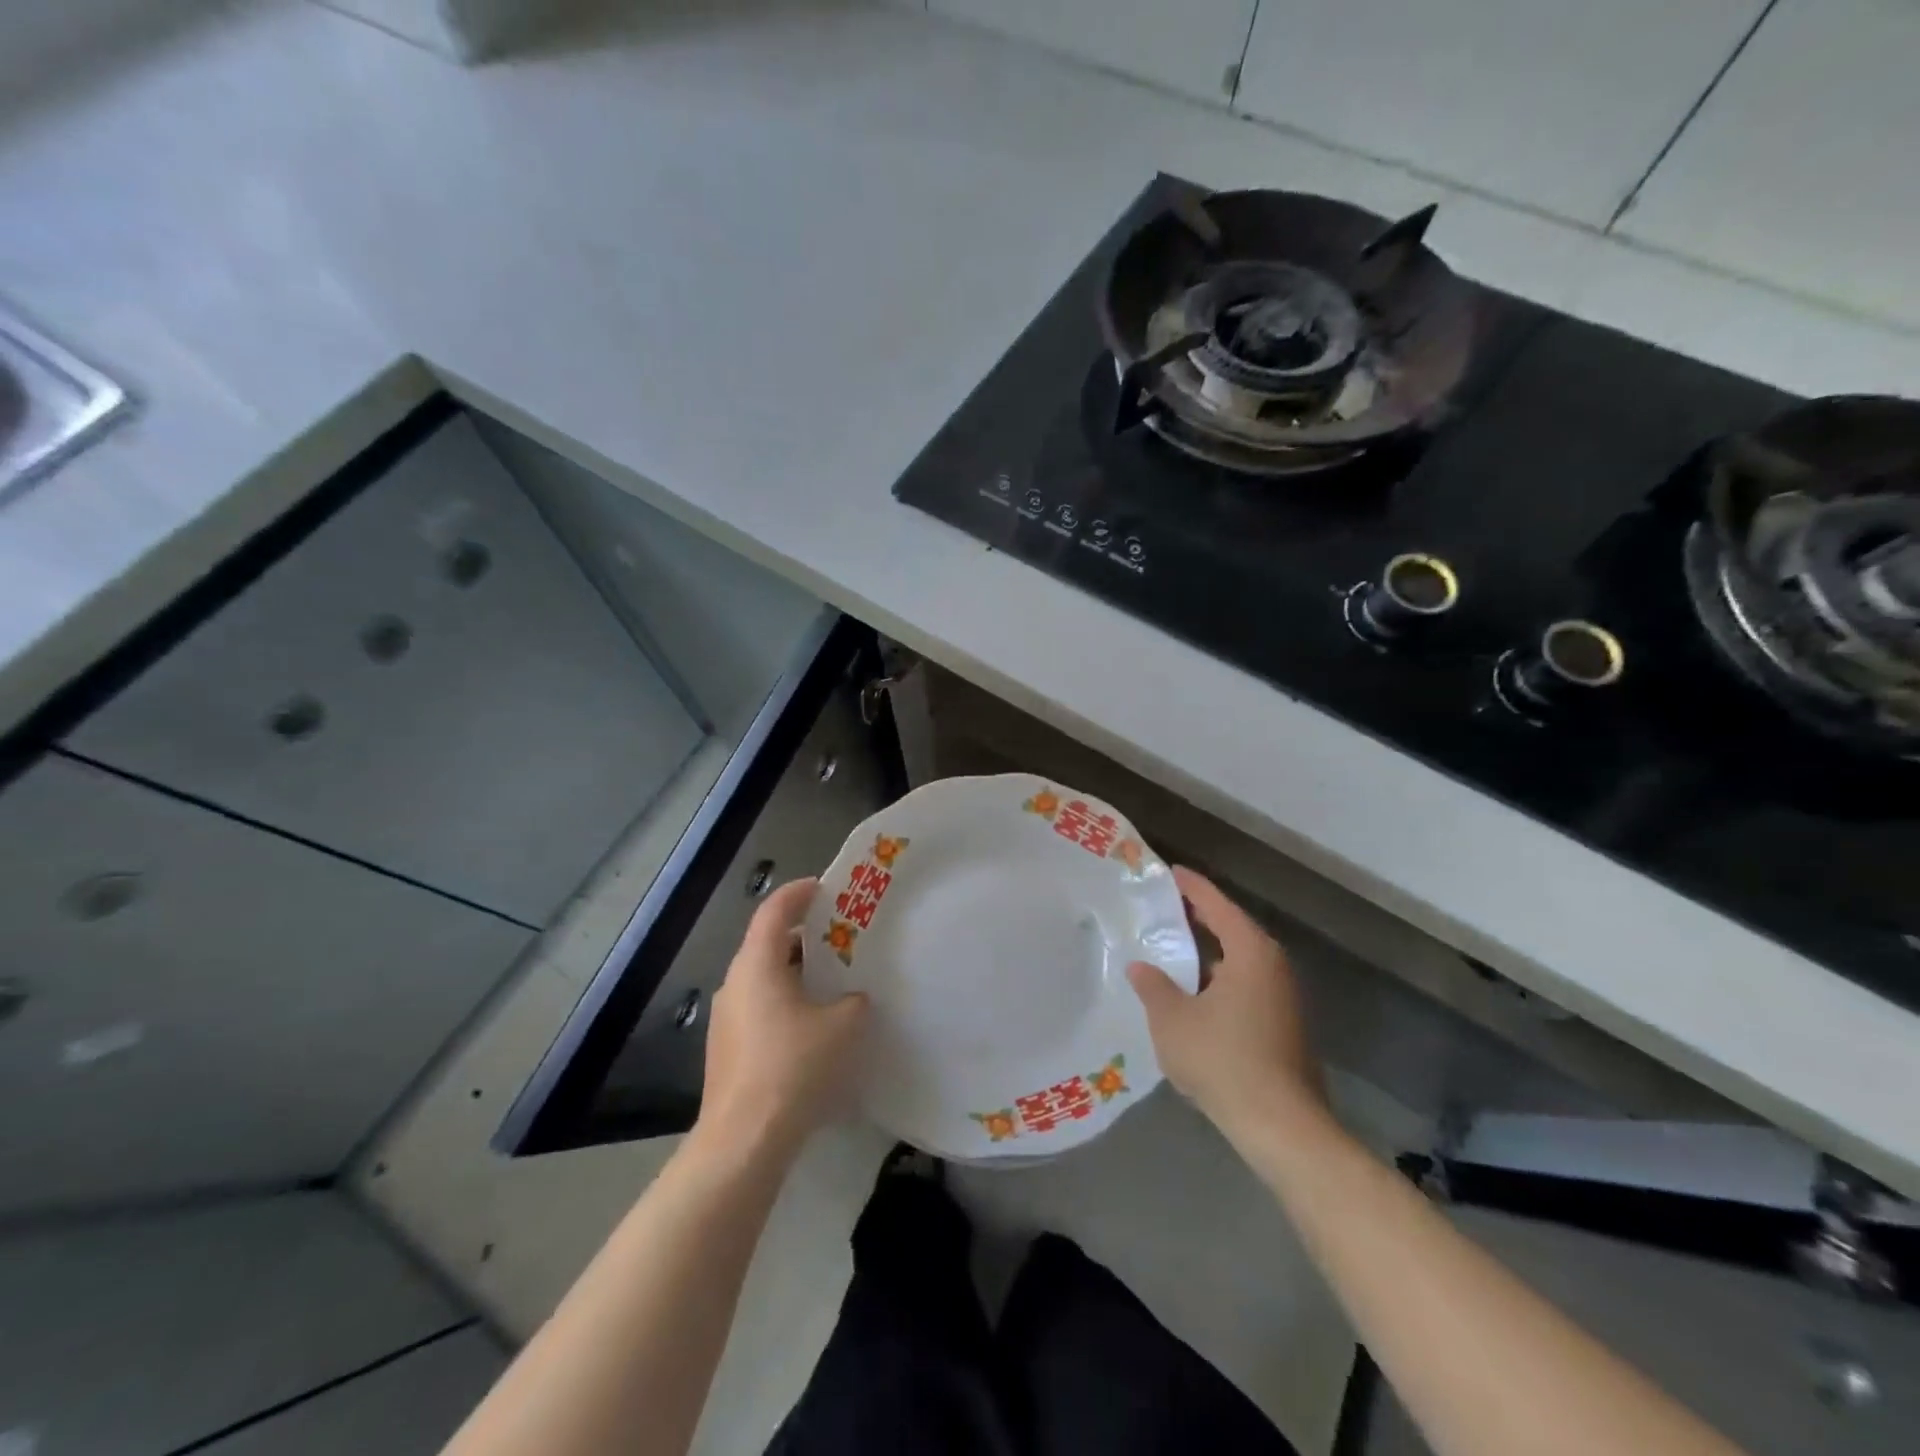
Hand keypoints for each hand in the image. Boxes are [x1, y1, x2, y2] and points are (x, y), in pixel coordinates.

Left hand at [698, 878, 869, 1156]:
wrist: (744, 1140)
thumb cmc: (794, 1067)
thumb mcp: (843, 1026)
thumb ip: (854, 1001)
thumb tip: (853, 999)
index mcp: (757, 965)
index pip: (774, 910)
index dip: (799, 893)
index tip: (825, 887)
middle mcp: (735, 983)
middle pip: (767, 943)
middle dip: (803, 936)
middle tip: (839, 936)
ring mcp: (726, 1019)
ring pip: (763, 979)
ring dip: (794, 972)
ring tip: (832, 981)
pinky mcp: (726, 1050)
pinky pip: (759, 1008)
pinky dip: (785, 1002)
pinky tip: (812, 1026)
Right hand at [1127, 867, 1324, 1137]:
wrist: (1281, 1126)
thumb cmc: (1223, 1059)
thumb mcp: (1172, 1020)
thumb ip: (1153, 986)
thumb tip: (1140, 966)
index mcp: (1251, 952)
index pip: (1217, 905)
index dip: (1191, 887)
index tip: (1169, 871)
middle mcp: (1273, 966)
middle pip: (1232, 929)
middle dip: (1199, 918)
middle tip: (1164, 908)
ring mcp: (1284, 998)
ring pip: (1240, 961)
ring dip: (1209, 953)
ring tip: (1173, 950)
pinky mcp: (1284, 1026)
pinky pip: (1246, 985)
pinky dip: (1219, 979)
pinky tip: (1194, 996)